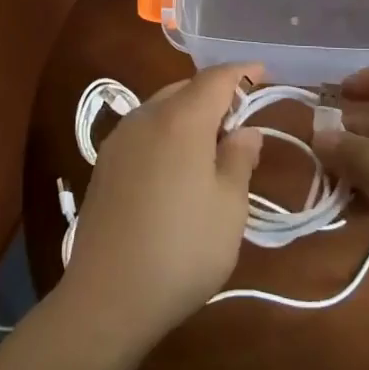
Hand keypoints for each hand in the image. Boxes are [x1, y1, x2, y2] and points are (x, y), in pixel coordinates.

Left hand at [58, 63, 263, 347]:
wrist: (108, 297)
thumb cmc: (182, 249)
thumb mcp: (229, 207)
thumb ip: (239, 159)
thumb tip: (245, 131)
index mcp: (181, 119)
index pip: (216, 78)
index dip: (243, 72)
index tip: (263, 73)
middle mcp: (146, 116)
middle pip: (186, 88)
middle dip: (216, 93)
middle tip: (241, 118)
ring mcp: (120, 139)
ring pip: (162, 107)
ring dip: (190, 112)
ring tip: (212, 142)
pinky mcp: (105, 163)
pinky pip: (144, 129)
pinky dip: (168, 131)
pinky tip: (177, 163)